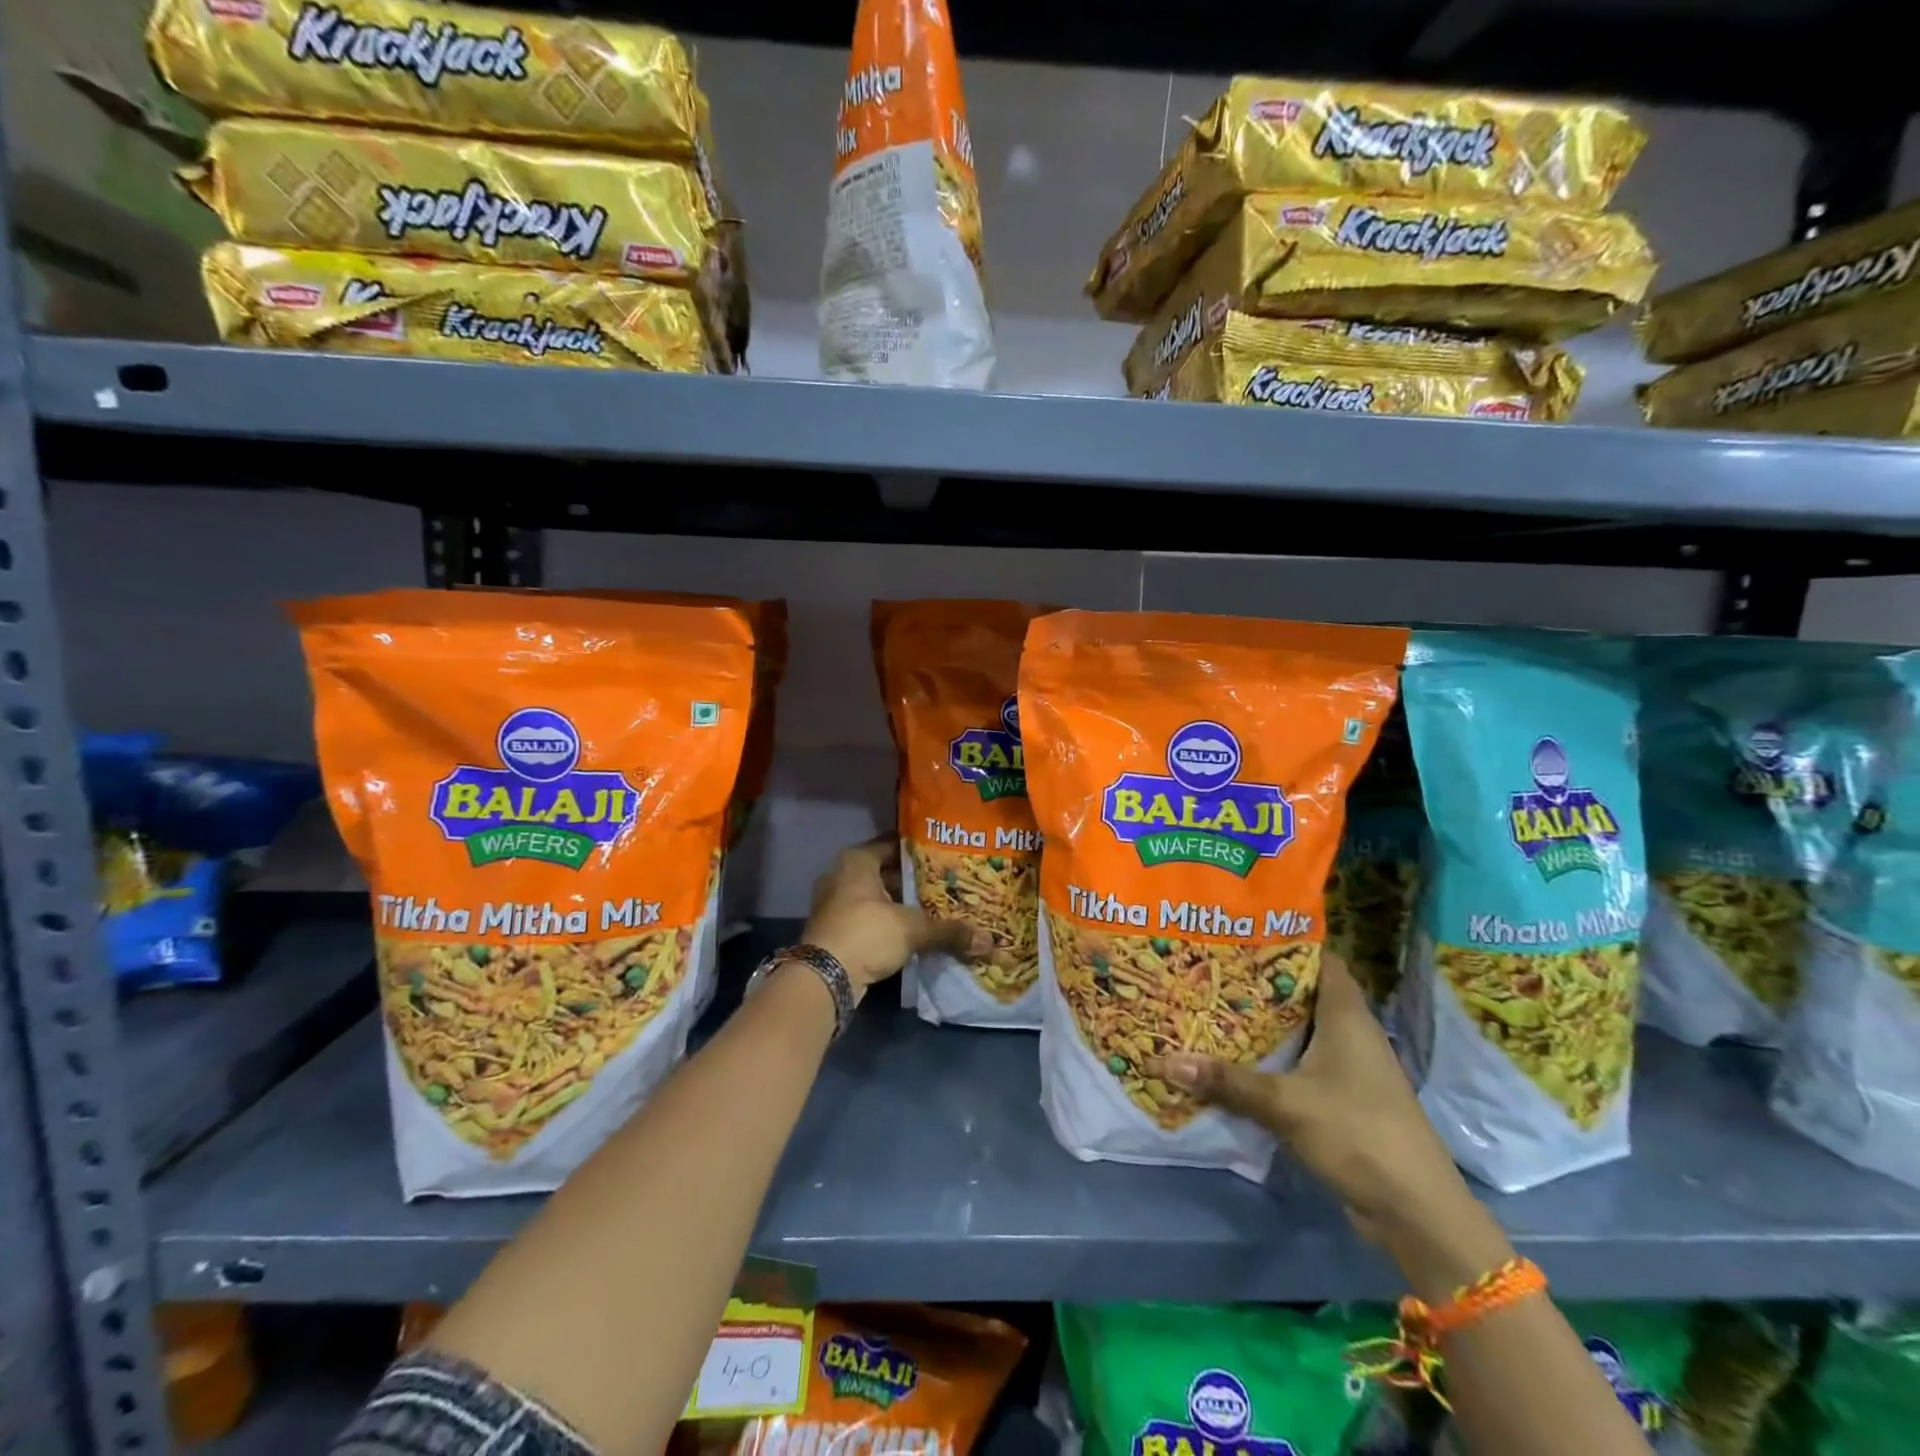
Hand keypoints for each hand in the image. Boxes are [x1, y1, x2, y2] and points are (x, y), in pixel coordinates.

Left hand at [801, 839, 990, 997]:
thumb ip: (948, 931)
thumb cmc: (866, 934)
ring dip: (900, 904)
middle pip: (884, 872)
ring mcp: (834, 903)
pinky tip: (912, 931)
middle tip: (945, 883)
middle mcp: (841, 875)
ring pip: (875, 897)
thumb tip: (988, 941)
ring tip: (934, 907)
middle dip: (912, 880)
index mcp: (856, 861)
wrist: (823, 978)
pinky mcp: (834, 929)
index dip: (919, 851)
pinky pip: (867, 917)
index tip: (944, 855)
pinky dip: (887, 922)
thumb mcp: (912, 929)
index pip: (893, 845)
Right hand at [1149, 952, 1471, 1243]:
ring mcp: (1350, 1067)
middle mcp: (1351, 1032)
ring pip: (1300, 1030)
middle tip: (1210, 967)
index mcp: (1347, 1015)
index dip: (1283, 941)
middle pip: (1302, 993)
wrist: (1416, 1212)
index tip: (1239, 932)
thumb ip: (1227, 1082)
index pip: (1319, 958)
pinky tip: (1236, 1058)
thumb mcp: (1285, 1104)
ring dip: (1264, 1022)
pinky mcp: (1343, 1098)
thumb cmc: (1358, 1134)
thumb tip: (1165, 1061)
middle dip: (1259, 982)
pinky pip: (1301, 1062)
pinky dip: (1272, 1057)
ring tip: (1212, 1005)